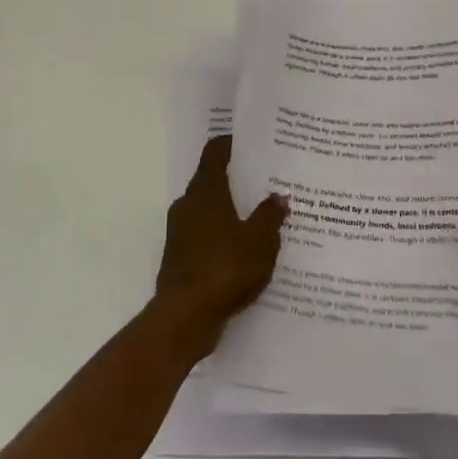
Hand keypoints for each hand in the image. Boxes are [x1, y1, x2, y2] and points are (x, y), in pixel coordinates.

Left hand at [153, 135, 288, 355]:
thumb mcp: (260, 240)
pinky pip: (206, 237)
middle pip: (212, 180)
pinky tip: (246, 251)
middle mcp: (188, 204)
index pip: (215, 152)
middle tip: (267, 181)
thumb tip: (278, 197)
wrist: (186, 317)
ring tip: (261, 217)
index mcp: (206, 190)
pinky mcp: (180, 258)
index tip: (252, 142)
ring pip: (209, 211)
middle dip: (237, 180)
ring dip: (231, 212)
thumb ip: (270, 215)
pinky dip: (223, 237)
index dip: (232, 143)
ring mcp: (180, 232)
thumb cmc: (225, 267)